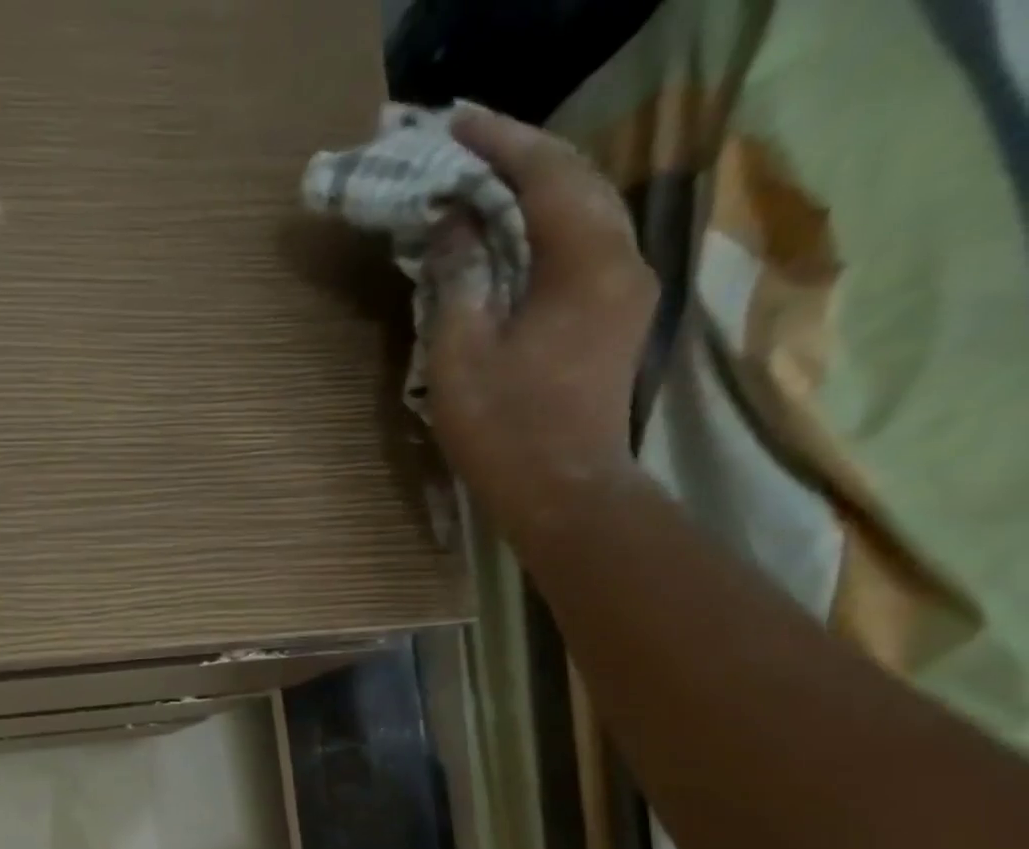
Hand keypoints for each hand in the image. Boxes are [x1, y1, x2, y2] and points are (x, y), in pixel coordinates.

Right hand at [426, 106, 656, 536]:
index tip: (453, 125)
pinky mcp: (615, 318)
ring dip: (535, 192)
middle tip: (467, 148)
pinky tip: (514, 238)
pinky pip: (583, 249)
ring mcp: (625, 290)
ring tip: (485, 185)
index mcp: (584, 261)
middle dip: (521, 157)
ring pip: (584, 213)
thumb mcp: (461, 355)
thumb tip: (454, 222)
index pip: (546, 173)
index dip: (499, 143)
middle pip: (576, 182)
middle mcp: (621, 259)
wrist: (565, 492)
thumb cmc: (505, 429)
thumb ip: (458, 279)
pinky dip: (546, 230)